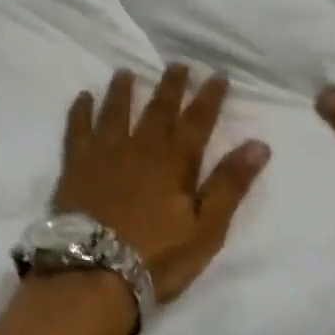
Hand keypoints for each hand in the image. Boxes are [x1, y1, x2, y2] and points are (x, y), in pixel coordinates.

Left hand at [54, 65, 271, 304]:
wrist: (96, 269)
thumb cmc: (158, 255)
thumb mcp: (207, 227)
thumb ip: (230, 184)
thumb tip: (258, 144)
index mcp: (175, 161)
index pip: (198, 120)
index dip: (209, 97)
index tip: (218, 75)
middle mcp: (140, 146)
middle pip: (158, 108)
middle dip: (171, 85)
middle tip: (178, 64)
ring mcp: (104, 152)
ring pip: (116, 110)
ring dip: (123, 90)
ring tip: (126, 72)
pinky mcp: (76, 163)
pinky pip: (77, 128)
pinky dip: (81, 110)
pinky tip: (83, 96)